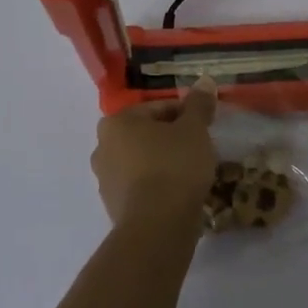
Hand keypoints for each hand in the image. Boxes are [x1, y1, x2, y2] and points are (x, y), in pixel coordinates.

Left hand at [90, 79, 218, 235]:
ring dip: (163, 162)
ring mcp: (105, 180)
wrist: (157, 226)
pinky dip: (157, 186)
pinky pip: (140, 187)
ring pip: (142, 162)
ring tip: (192, 173)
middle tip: (199, 148)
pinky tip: (178, 194)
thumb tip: (205, 81)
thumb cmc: (174, 166)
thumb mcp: (194, 130)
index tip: (205, 126)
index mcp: (116, 122)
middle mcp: (102, 147)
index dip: (186, 114)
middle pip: (146, 135)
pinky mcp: (113, 207)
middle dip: (171, 139)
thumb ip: (199, 105)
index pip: (157, 109)